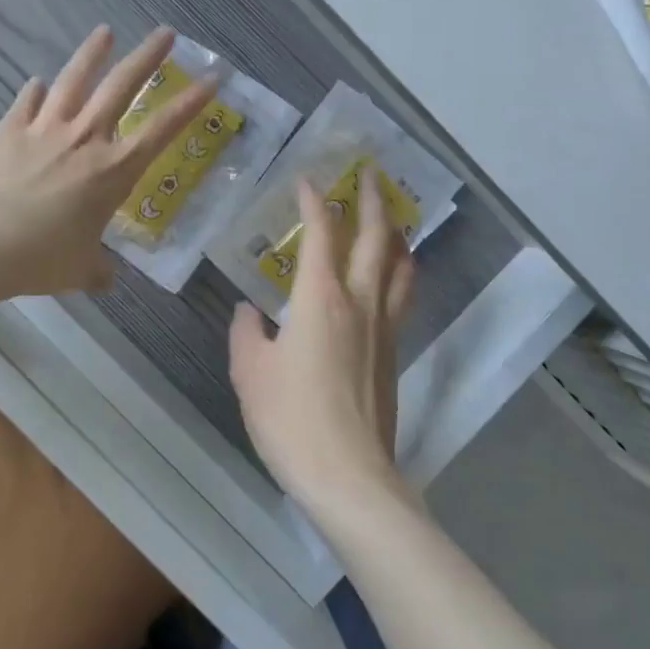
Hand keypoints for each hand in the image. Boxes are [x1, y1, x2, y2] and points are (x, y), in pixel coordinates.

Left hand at [0, 26, 217, 298]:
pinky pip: (26, 102)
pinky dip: (34, 91)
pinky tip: (37, 81)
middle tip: (165, 32)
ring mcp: (45, 129)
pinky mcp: (10, 129)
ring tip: (105, 32)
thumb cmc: (40, 256)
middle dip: (147, 56)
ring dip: (92, 54)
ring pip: (74, 80)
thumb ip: (98, 270)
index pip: (162, 129)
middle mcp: (85, 139)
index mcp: (113, 170)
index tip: (212, 77)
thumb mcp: (80, 270)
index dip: (190, 102)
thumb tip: (106, 278)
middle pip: (122, 86)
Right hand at [229, 170, 417, 521]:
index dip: (314, 202)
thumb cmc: (290, 418)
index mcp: (321, 298)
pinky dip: (401, 271)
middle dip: (374, 200)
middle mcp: (360, 302)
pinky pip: (403, 296)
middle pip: (376, 238)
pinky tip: (392, 276)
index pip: (321, 234)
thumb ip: (246, 333)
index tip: (308, 180)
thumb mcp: (250, 373)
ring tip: (392, 217)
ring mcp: (384, 328)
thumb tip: (250, 313)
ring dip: (397, 233)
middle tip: (371, 173)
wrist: (348, 475)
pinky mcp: (395, 354)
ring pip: (401, 266)